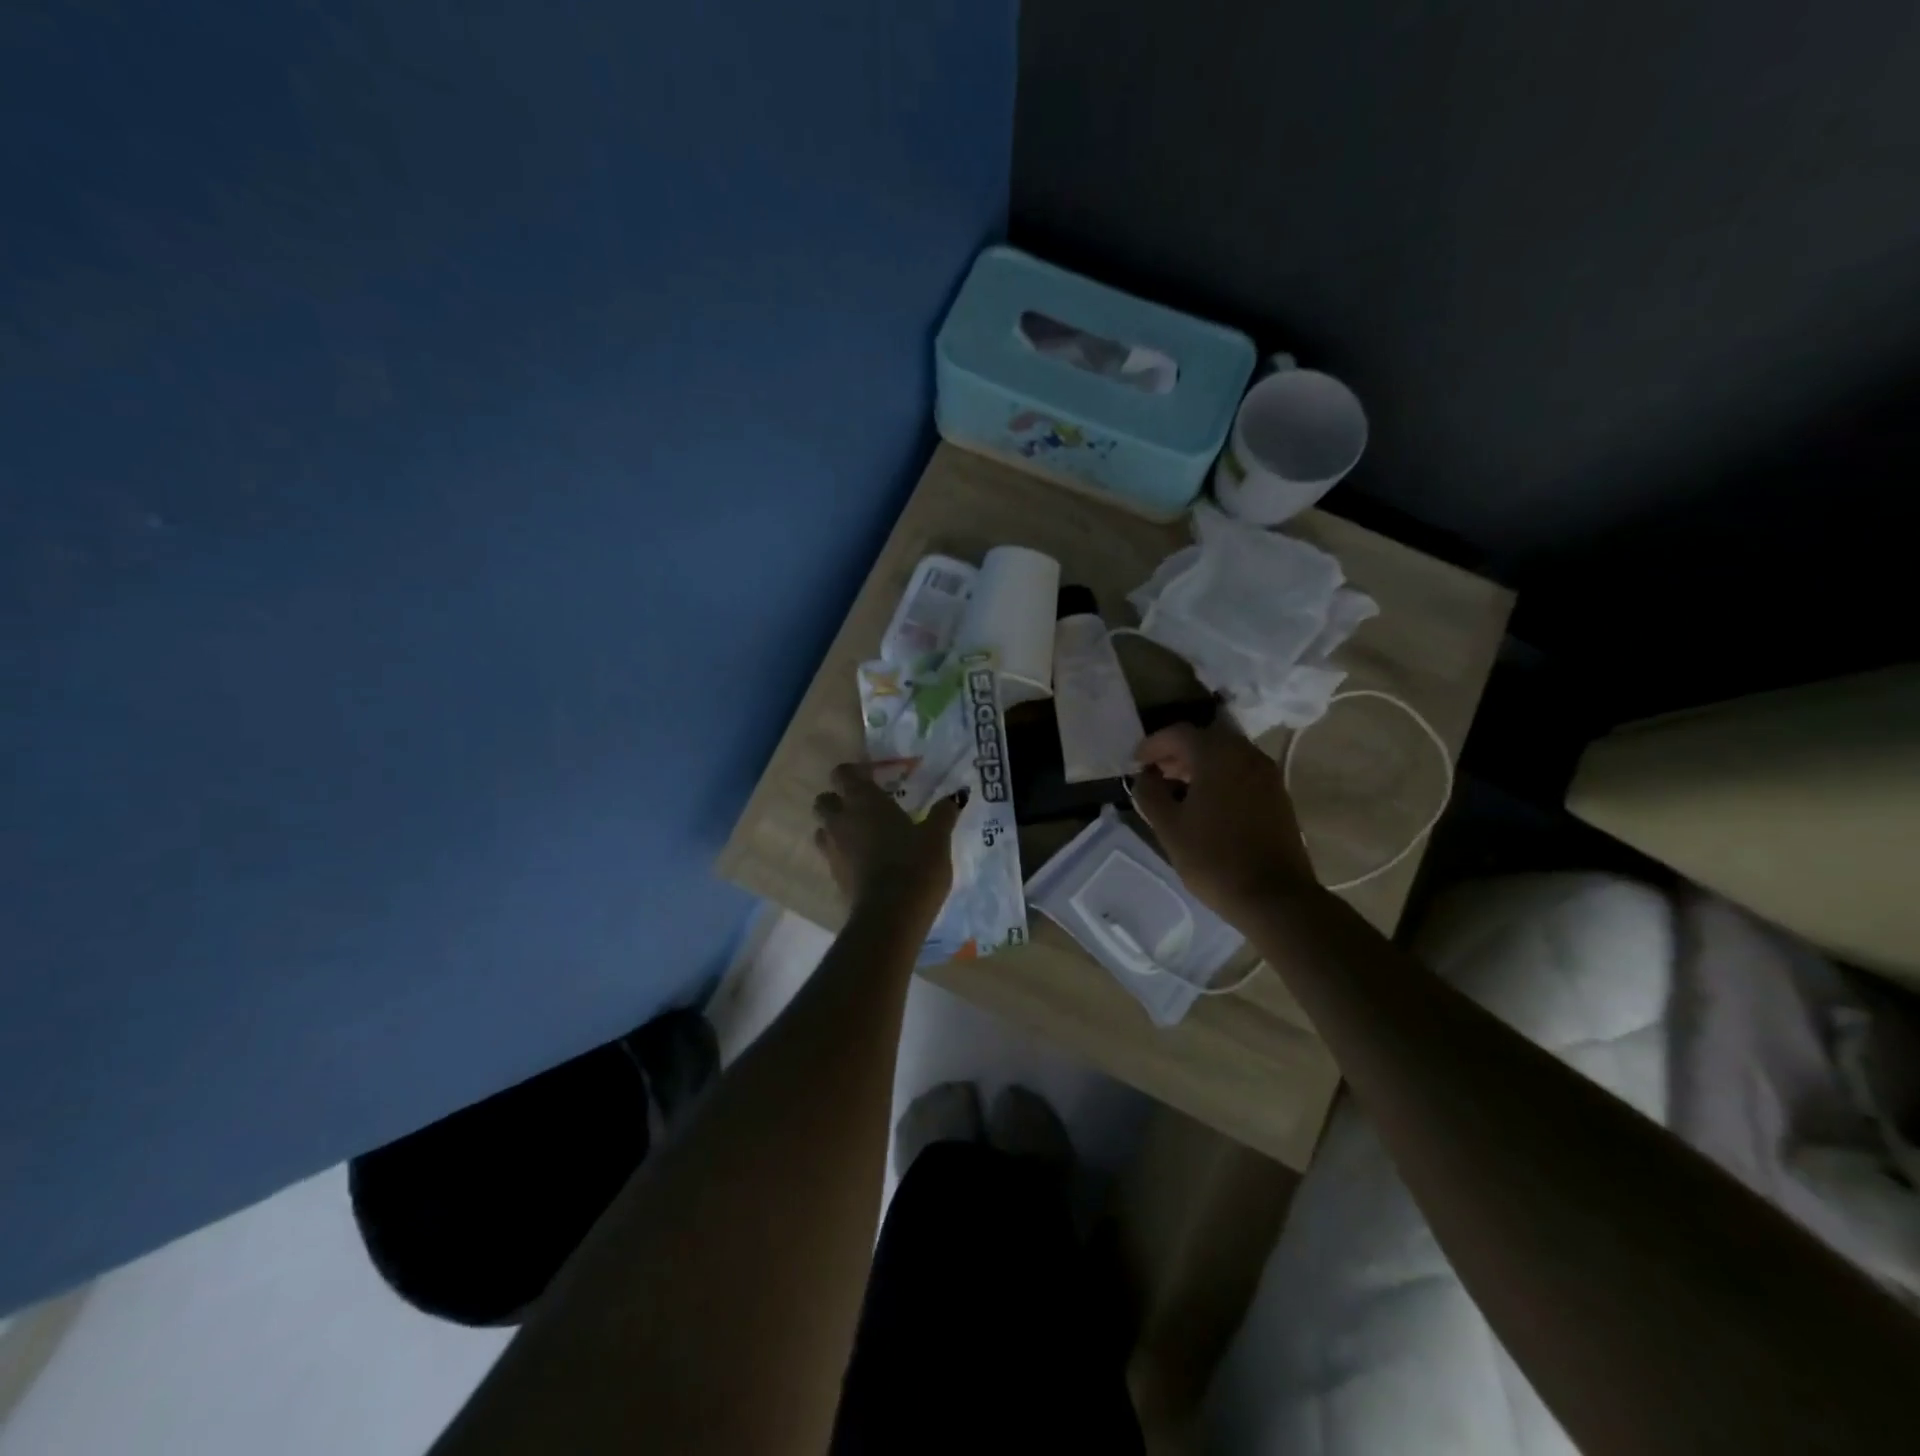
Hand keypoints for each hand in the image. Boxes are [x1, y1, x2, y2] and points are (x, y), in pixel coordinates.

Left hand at [813, 764, 958, 916]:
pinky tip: (868, 864)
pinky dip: (844, 856)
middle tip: (865, 808)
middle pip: (823, 801)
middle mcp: (841, 821)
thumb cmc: (915, 865)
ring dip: (836, 829)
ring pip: (822, 830)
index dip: (853, 773)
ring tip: (863, 836)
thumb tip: (956, 796)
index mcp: (864, 802)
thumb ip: (943, 814)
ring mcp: (833, 851)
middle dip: (838, 800)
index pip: (842, 773)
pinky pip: (832, 857)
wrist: (891, 916)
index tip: (873, 778)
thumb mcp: (937, 838)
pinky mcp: (834, 878)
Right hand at [1130, 722, 1318, 924]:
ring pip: (1225, 755)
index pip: (1179, 733)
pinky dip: (1219, 777)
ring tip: (1176, 789)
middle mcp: (1246, 754)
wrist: (1273, 896)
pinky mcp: (1277, 795)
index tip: (1136, 763)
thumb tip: (1145, 777)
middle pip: (1205, 739)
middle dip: (1176, 752)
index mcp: (1218, 755)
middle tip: (1155, 773)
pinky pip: (1241, 772)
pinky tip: (1204, 803)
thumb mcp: (1169, 826)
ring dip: (1198, 765)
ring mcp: (1266, 774)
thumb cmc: (1214, 858)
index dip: (1153, 745)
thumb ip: (1150, 793)